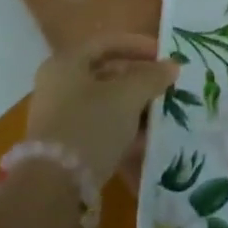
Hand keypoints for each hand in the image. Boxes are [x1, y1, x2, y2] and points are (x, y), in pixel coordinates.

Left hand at [26, 35, 179, 187]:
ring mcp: (59, 115)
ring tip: (161, 112)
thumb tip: (172, 66)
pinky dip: (123, 127)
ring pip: (104, 101)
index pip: (106, 43)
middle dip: (139, 78)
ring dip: (134, 105)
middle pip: (105, 72)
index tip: (165, 55)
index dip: (138, 45)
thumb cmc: (91, 124)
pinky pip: (100, 125)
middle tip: (165, 85)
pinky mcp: (65, 143)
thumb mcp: (128, 96)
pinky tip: (145, 138)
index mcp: (66, 63)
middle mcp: (58, 84)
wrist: (55, 184)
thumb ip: (152, 77)